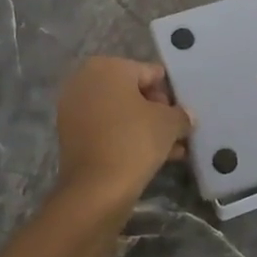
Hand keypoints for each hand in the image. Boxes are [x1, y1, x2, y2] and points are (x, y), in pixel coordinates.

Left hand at [54, 57, 192, 210]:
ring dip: (145, 128)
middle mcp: (85, 80)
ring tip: (172, 150)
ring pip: (120, 113)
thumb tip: (185, 116)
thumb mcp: (169, 123)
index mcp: (107, 66)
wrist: (95, 189)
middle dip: (157, 112)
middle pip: (133, 92)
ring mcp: (74, 107)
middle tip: (177, 133)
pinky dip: (126, 138)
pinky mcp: (70, 135)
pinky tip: (152, 158)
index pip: (150, 73)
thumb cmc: (134, 141)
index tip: (183, 116)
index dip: (170, 94)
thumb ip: (181, 114)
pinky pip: (106, 129)